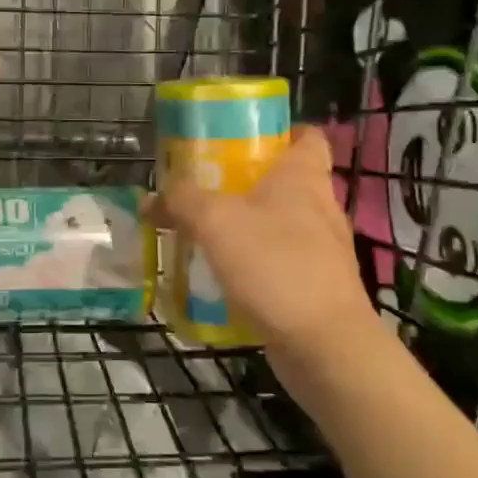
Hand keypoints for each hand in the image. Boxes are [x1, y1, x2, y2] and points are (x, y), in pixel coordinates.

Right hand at [153, 127, 380, 365]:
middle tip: (206, 185)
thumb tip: (152, 198)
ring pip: (281, 223)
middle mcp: (319, 207)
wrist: (325, 347)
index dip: (280, 131)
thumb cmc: (276, 266)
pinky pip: (280, 263)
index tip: (243, 137)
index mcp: (303, 177)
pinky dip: (254, 264)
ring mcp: (323, 249)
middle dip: (247, 181)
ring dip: (247, 226)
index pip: (307, 136)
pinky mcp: (317, 286)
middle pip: (285, 180)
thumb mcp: (215, 222)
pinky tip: (222, 275)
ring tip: (205, 231)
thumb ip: (181, 202)